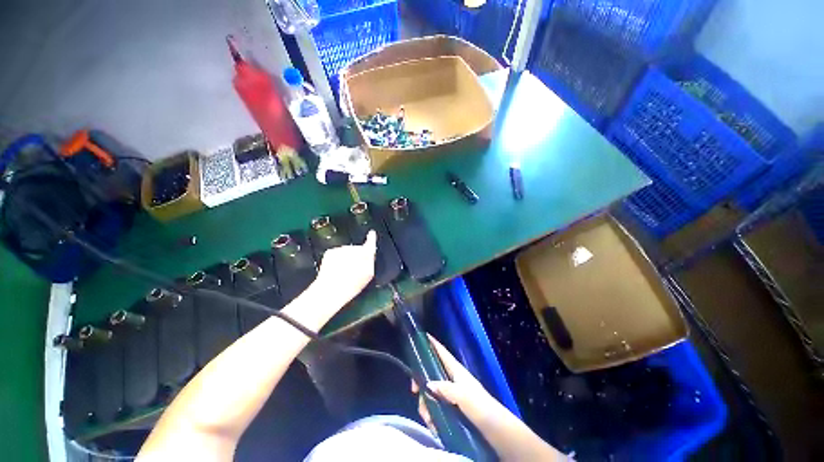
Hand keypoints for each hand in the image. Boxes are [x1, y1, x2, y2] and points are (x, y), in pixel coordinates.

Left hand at [313, 230, 376, 305]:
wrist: (329, 291)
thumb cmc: (351, 285)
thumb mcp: (368, 275)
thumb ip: (371, 260)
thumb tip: (371, 252)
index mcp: (364, 254)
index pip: (370, 243)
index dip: (371, 239)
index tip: (372, 233)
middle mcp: (352, 249)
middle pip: (358, 249)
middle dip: (358, 256)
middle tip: (355, 270)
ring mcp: (340, 249)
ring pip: (347, 251)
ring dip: (347, 259)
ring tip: (345, 272)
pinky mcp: (330, 252)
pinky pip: (338, 253)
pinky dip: (338, 260)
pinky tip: (337, 270)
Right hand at [411, 335, 502, 431]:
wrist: (497, 430)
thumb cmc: (482, 407)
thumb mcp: (464, 396)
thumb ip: (446, 389)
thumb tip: (427, 384)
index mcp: (456, 371)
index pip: (442, 352)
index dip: (432, 343)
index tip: (422, 336)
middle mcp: (452, 380)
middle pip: (430, 374)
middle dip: (421, 383)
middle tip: (414, 391)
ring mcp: (451, 394)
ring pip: (431, 393)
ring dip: (426, 406)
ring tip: (429, 420)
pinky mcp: (452, 409)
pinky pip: (435, 408)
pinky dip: (432, 416)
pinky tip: (434, 426)